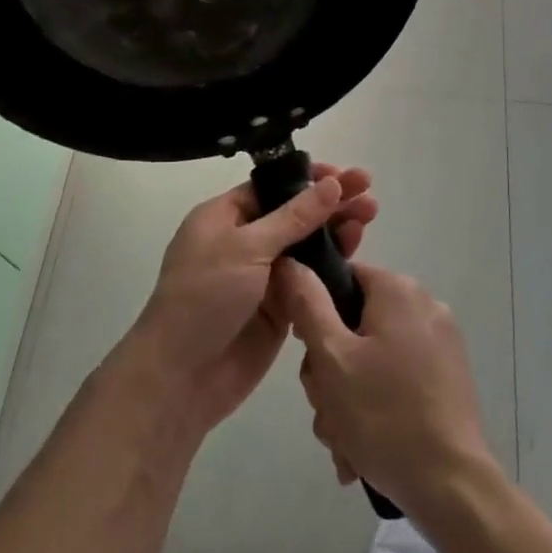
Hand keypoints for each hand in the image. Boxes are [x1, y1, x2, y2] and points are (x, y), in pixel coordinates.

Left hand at [122, 164, 378, 436]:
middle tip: (369, 194)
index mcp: (224, 217)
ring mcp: (262, 277)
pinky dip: (332, 266)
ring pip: (306, 246)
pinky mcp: (279, 308)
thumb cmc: (205, 297)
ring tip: (370, 217)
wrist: (182, 376)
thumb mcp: (247, 248)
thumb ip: (294, 217)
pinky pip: (310, 280)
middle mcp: (243, 242)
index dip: (309, 179)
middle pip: (294, 214)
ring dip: (336, 231)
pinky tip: (357, 254)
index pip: (272, 187)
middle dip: (330, 202)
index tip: (346, 176)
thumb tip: (331, 184)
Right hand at [280, 260, 498, 522]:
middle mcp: (425, 307)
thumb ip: (307, 305)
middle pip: (354, 324)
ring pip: (371, 359)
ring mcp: (440, 345)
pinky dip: (376, 408)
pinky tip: (363, 449)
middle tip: (327, 407)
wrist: (451, 487)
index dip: (315, 312)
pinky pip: (396, 380)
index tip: (309, 354)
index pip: (342, 278)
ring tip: (343, 441)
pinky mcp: (447, 379)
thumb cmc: (384, 415)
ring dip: (347, 399)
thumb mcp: (332, 357)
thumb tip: (290, 263)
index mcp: (399, 291)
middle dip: (330, 371)